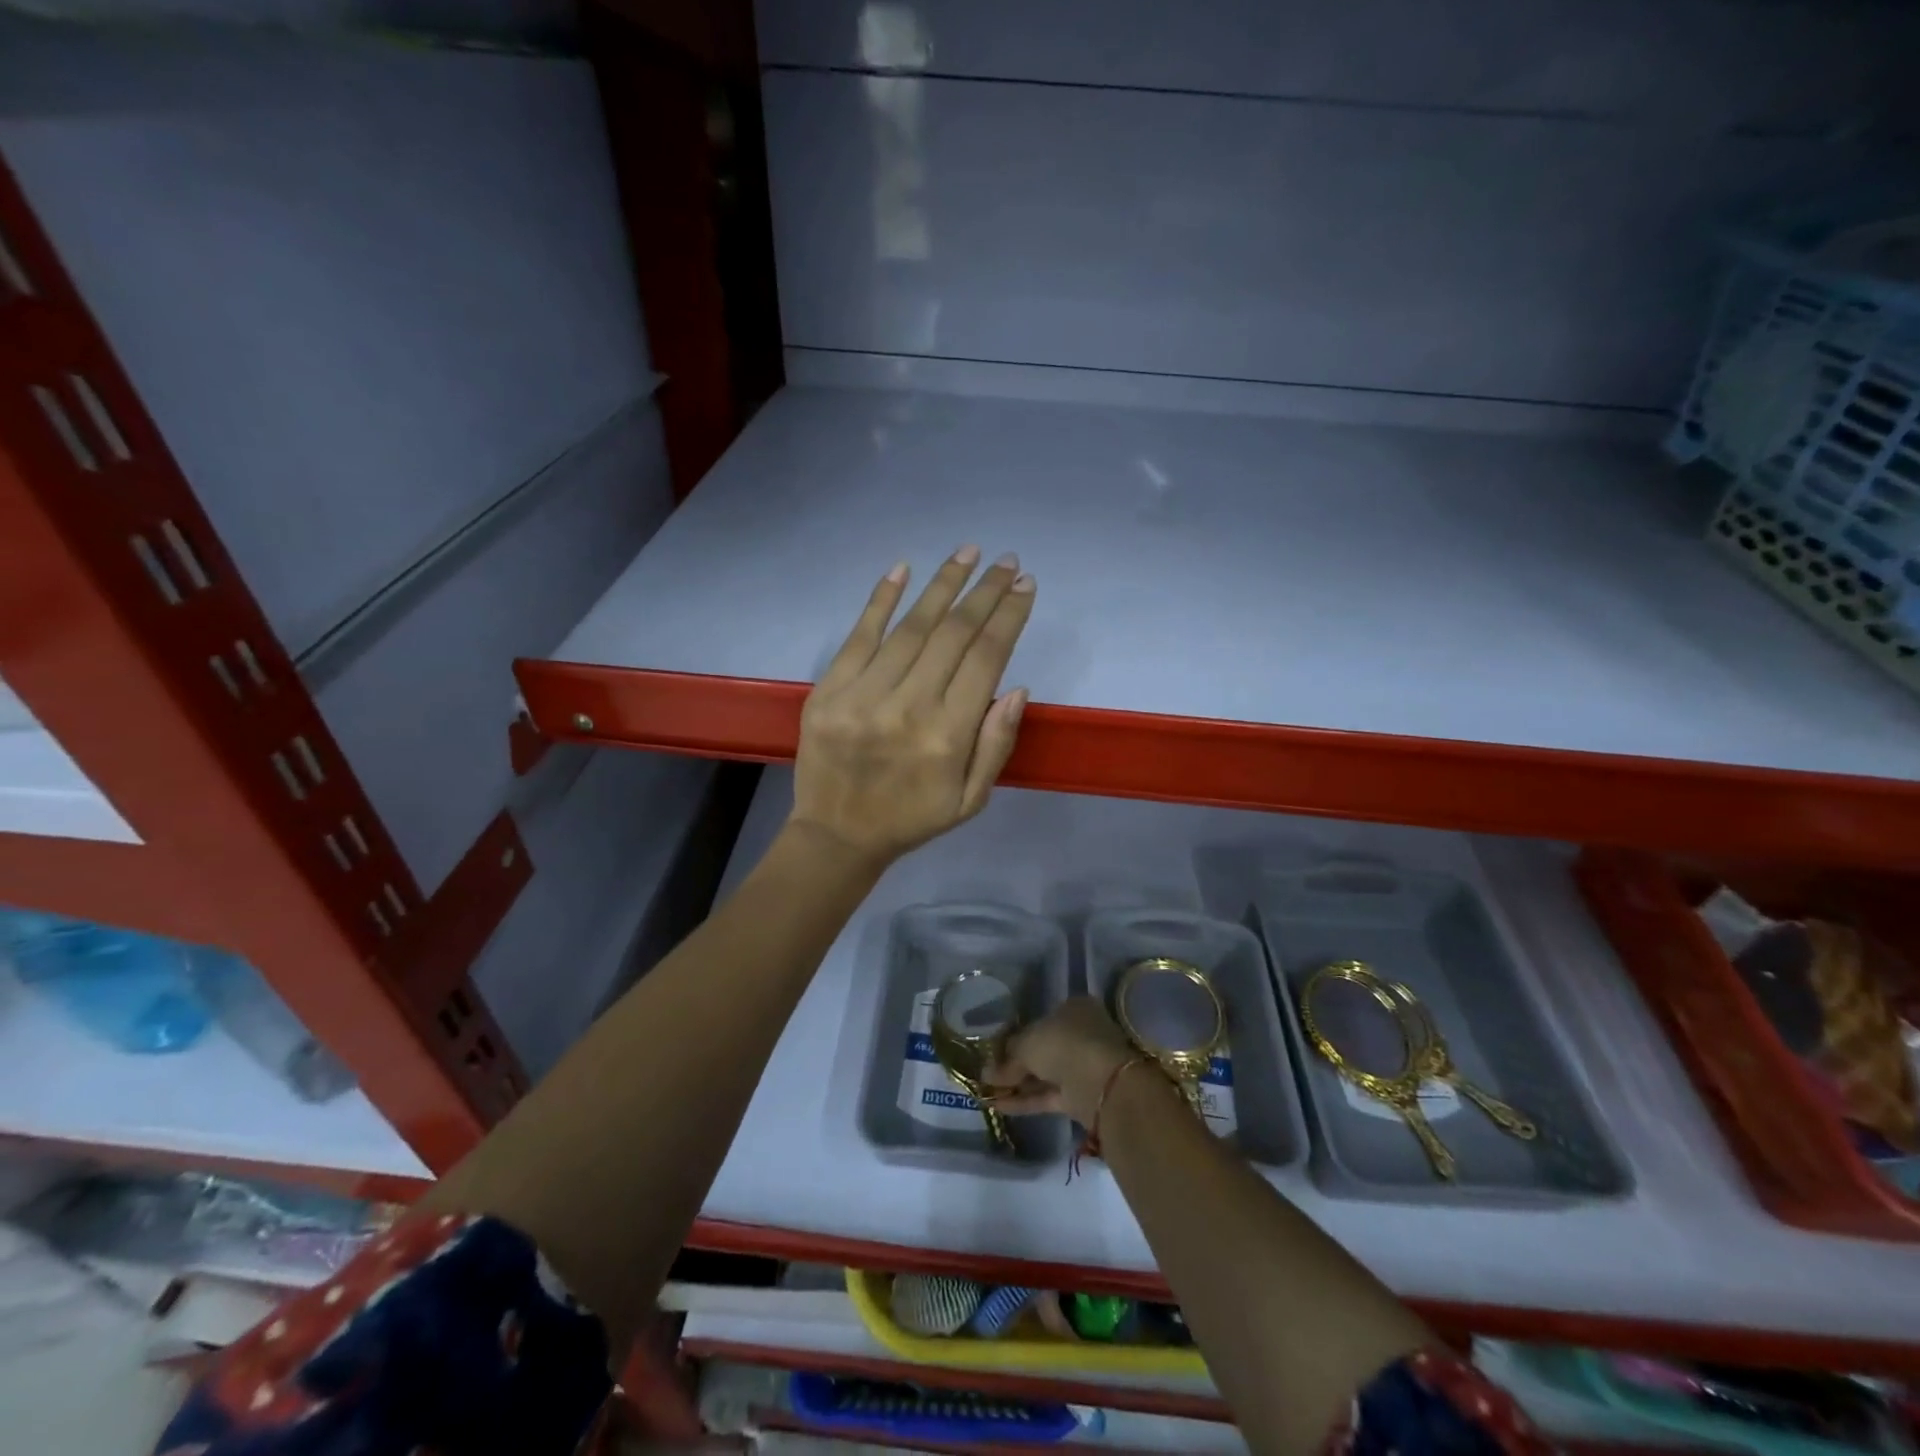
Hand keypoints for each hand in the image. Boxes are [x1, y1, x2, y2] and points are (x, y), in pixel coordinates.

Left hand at [786, 546, 1034, 870]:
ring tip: (966, 553)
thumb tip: (1017, 687)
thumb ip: (996, 744)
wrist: (837, 836)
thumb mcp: (971, 799)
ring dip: (942, 585)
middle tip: (1005, 562)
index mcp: (948, 737)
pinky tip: (902, 569)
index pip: (985, 659)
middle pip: (953, 634)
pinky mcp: (829, 691)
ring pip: (910, 627)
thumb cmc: (913, 818)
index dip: (1008, 617)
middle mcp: (907, 708)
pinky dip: (880, 600)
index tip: (1024, 586)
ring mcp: (862, 696)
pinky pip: (858, 636)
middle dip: (984, 592)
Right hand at [984, 997, 1139, 1125]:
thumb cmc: (1063, 1044)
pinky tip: (997, 1105)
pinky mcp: (1081, 1097)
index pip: (1041, 1020)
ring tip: (986, 1091)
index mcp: (1074, 1009)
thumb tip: (987, 1073)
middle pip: (1043, 1049)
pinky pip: (1048, 1095)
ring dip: (1017, 1083)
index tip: (996, 1049)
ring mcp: (1083, 1066)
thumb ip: (1008, 1058)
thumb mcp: (1027, 1042)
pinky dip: (1025, 1100)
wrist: (1100, 1084)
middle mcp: (1081, 1034)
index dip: (1016, 1035)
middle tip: (988, 1073)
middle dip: (1015, 1063)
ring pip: (1045, 1074)